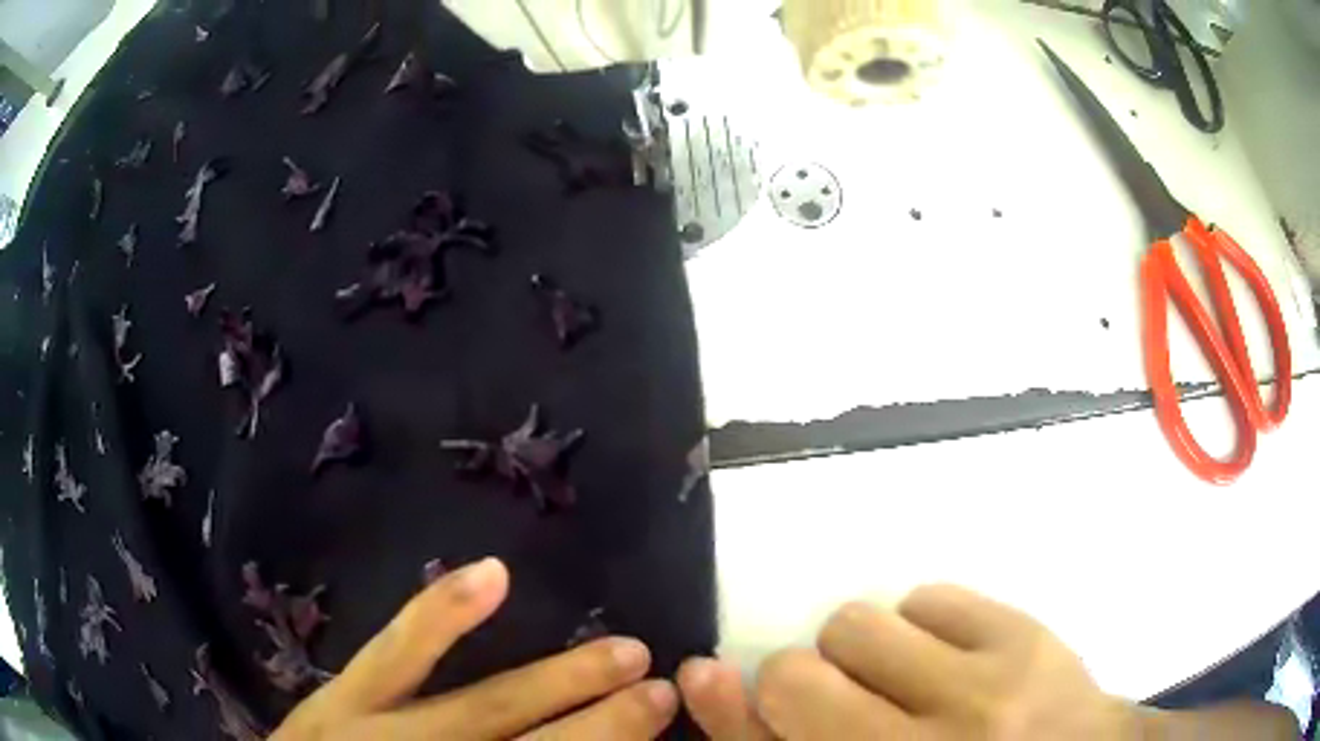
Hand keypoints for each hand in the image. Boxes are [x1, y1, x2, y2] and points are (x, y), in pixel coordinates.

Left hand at [273, 558, 677, 740]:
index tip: (664, 730)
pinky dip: (443, 617)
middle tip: (667, 693)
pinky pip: (396, 654)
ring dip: (557, 682)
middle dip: (605, 728)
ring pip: (484, 709)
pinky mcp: (343, 699)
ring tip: (623, 650)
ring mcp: (380, 733)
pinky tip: (492, 576)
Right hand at [678, 584, 1133, 739]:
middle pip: (796, 679)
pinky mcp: (1023, 638)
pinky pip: (928, 597)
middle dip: (800, 682)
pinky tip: (953, 658)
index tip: (706, 677)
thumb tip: (712, 680)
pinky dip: (924, 625)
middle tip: (850, 704)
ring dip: (862, 650)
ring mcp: (981, 694)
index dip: (728, 711)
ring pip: (856, 625)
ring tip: (908, 679)